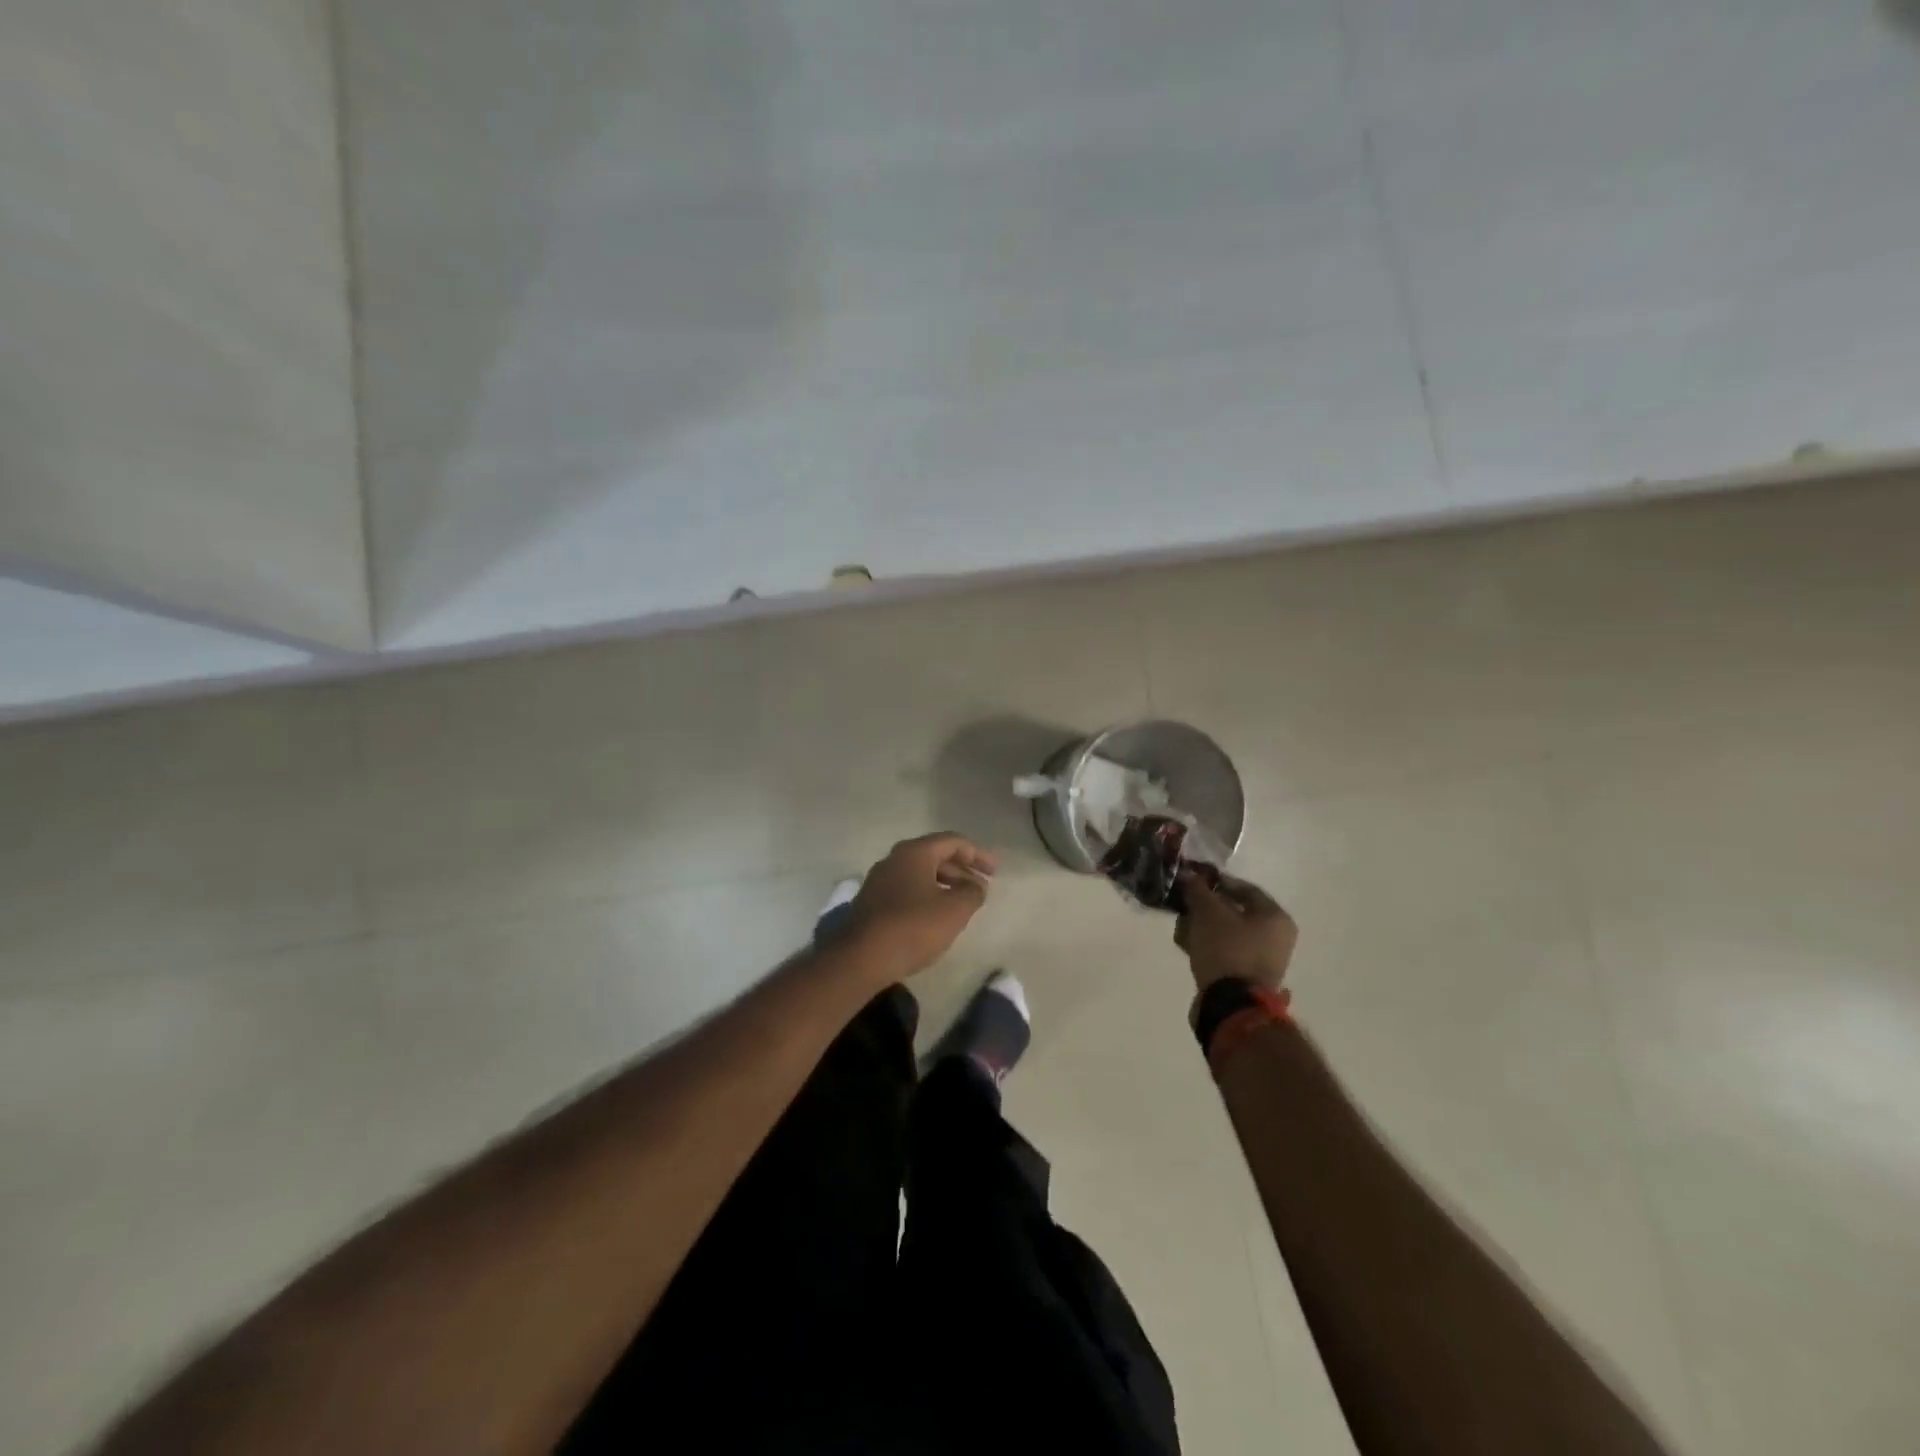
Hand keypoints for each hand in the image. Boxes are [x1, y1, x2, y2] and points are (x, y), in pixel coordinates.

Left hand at [843, 833, 997, 978]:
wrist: (861, 958)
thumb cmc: (913, 927)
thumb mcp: (954, 910)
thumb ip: (972, 893)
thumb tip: (976, 886)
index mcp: (914, 852)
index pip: (953, 841)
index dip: (978, 854)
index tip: (995, 871)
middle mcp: (894, 859)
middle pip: (935, 855)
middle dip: (962, 870)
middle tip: (981, 888)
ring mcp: (879, 880)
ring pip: (920, 874)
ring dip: (945, 884)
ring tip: (963, 904)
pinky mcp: (872, 902)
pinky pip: (907, 889)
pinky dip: (927, 896)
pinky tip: (936, 917)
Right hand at [1174, 871, 1297, 992]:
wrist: (1232, 1004)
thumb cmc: (1226, 949)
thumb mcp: (1207, 913)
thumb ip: (1198, 890)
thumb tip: (1188, 874)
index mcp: (1275, 917)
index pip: (1244, 888)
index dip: (1216, 882)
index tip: (1193, 881)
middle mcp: (1275, 937)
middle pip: (1235, 912)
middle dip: (1205, 907)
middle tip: (1183, 906)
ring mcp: (1262, 959)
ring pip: (1227, 933)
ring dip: (1203, 927)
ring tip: (1180, 928)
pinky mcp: (1247, 977)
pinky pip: (1225, 952)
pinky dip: (1207, 946)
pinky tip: (1186, 945)